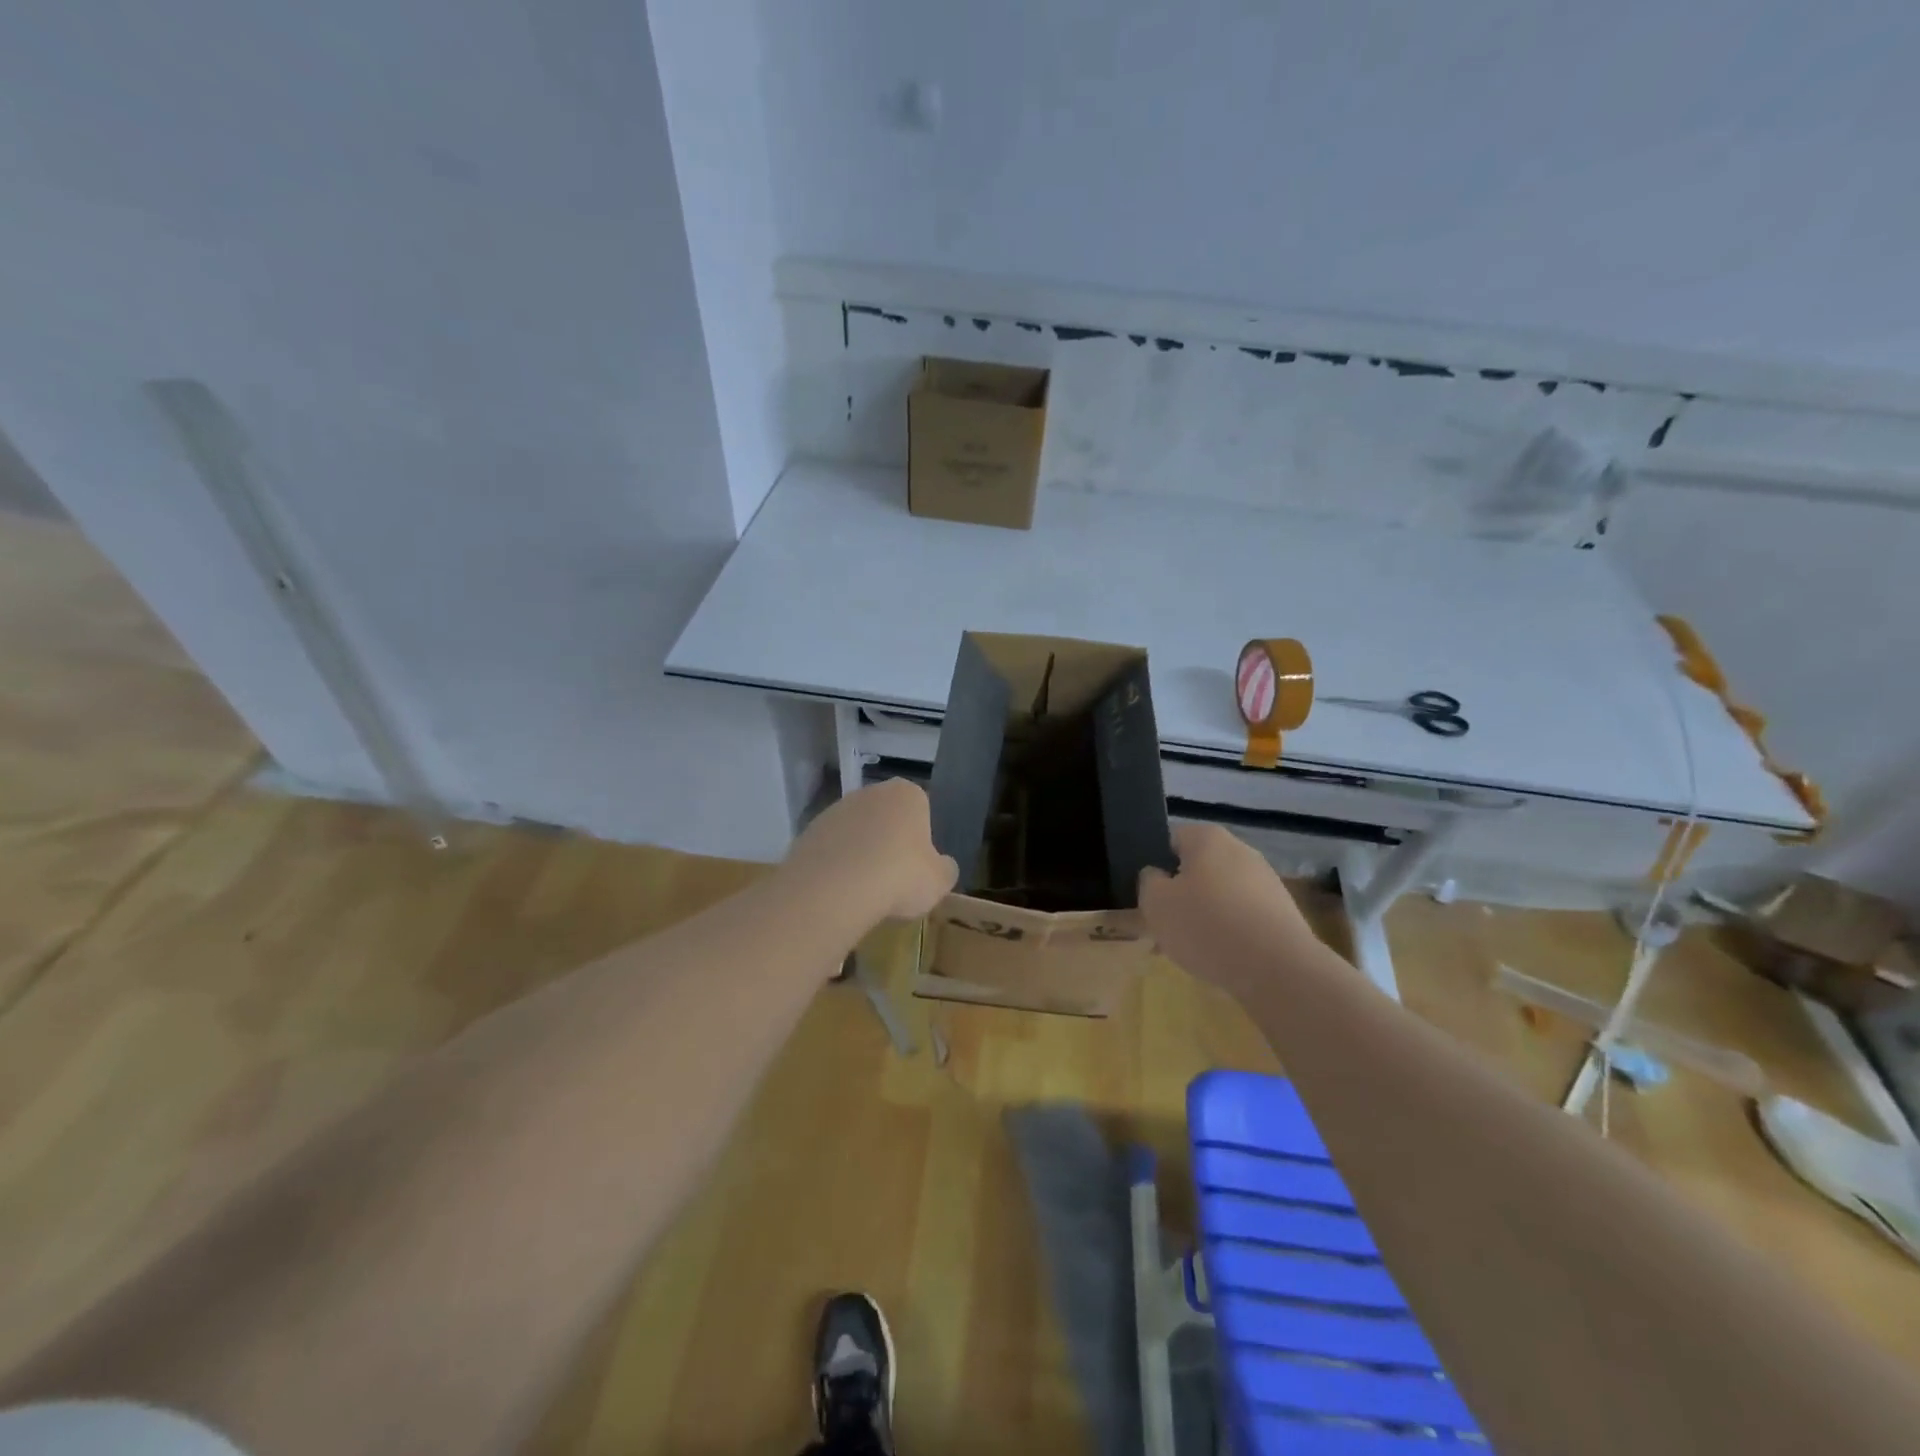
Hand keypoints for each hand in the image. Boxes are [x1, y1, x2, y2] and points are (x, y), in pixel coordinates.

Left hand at [784, 778, 958, 922]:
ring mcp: (836, 809)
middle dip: (889, 842)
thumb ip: (945, 869)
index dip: (921, 839)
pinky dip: (837, 865)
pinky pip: (832, 848)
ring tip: (865, 889)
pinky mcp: (809, 831)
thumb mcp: (939, 881)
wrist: (834, 888)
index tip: (917, 866)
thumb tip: (942, 866)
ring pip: (857, 832)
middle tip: (893, 877)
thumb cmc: (900, 876)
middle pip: (886, 817)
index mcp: (907, 794)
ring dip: (861, 853)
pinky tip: (840, 890)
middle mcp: (871, 792)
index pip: (921, 809)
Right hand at [1139, 823, 1313, 995]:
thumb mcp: (1156, 903)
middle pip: (1196, 869)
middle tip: (1163, 925)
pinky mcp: (1282, 913)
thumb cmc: (1207, 926)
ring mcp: (1266, 881)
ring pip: (1219, 895)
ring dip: (1202, 916)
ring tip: (1188, 949)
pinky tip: (1218, 958)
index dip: (1154, 865)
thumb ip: (1148, 881)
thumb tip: (1157, 875)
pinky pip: (1242, 917)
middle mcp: (1240, 850)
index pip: (1170, 840)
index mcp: (1208, 838)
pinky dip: (1228, 932)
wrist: (1279, 970)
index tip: (1147, 895)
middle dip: (1179, 895)